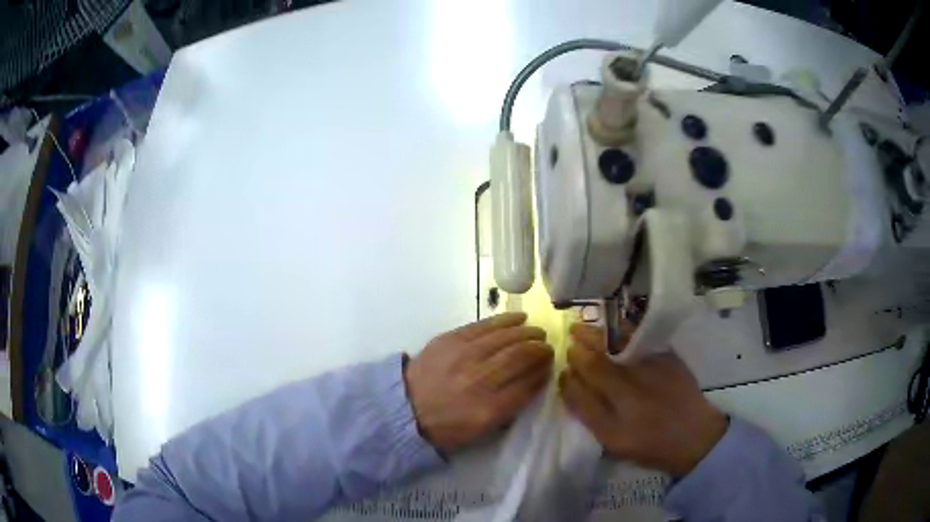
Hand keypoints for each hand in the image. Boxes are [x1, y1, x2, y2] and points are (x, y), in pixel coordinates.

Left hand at [405, 312, 553, 452]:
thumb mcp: (480, 431)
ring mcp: (464, 356)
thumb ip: (509, 409)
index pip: (528, 385)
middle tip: (548, 347)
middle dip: (539, 350)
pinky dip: (505, 320)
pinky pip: (484, 326)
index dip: (543, 372)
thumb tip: (532, 383)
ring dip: (527, 333)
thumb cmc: (445, 425)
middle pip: (520, 358)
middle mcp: (480, 380)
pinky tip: (519, 318)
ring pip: (505, 339)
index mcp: (489, 409)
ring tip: (537, 333)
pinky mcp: (451, 339)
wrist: (405, 408)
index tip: (550, 366)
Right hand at [558, 323, 726, 476]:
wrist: (695, 435)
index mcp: (616, 426)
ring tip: (581, 326)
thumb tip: (570, 384)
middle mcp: (633, 398)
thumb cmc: (651, 445)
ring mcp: (652, 375)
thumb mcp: (614, 443)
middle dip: (578, 351)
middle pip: (597, 366)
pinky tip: (612, 325)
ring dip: (595, 335)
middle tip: (569, 339)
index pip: (581, 396)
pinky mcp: (669, 360)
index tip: (562, 370)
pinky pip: (639, 340)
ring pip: (616, 349)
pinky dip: (621, 330)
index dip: (568, 379)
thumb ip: (590, 416)